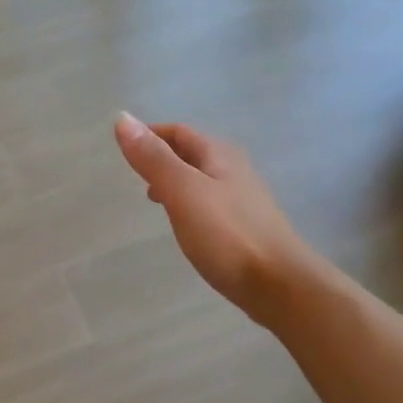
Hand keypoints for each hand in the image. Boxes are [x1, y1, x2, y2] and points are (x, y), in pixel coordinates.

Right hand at [113, 112, 313, 322]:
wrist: (280, 284)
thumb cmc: (228, 234)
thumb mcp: (183, 192)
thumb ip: (153, 158)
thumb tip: (122, 118)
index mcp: (219, 155)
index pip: (179, 132)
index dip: (151, 134)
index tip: (125, 147)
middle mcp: (234, 170)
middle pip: (193, 153)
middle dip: (163, 157)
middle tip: (135, 173)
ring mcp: (243, 200)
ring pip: (202, 179)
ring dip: (176, 181)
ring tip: (154, 198)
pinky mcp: (245, 228)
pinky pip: (210, 204)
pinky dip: (189, 204)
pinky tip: (185, 225)